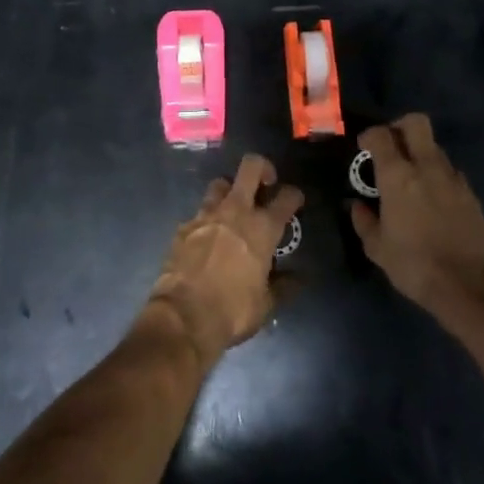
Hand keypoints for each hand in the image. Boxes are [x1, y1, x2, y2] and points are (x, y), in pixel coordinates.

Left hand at [149, 154, 303, 362]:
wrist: (183, 316)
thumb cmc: (233, 311)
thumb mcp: (266, 304)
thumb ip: (284, 285)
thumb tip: (299, 278)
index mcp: (262, 229)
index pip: (286, 197)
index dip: (294, 195)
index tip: (295, 201)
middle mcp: (236, 211)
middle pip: (251, 167)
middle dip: (262, 168)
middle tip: (265, 184)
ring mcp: (206, 215)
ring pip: (220, 184)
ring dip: (230, 191)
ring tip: (233, 209)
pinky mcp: (184, 225)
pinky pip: (199, 212)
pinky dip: (207, 220)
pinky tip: (207, 237)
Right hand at [349, 114, 483, 312]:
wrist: (468, 286)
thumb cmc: (414, 264)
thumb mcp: (377, 248)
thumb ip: (364, 220)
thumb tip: (357, 206)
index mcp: (398, 176)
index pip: (381, 135)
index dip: (369, 135)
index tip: (364, 147)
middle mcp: (427, 167)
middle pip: (416, 123)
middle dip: (400, 127)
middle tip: (390, 146)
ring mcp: (453, 178)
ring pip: (435, 147)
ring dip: (420, 153)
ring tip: (411, 178)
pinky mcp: (471, 193)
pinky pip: (450, 171)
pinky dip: (437, 175)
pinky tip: (432, 198)